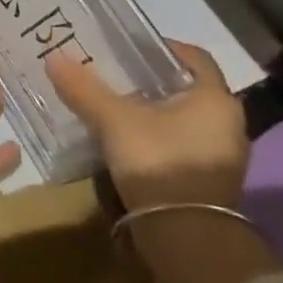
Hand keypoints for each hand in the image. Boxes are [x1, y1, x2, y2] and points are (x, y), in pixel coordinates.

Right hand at [44, 41, 247, 212]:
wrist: (185, 235)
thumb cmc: (159, 162)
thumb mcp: (114, 120)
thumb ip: (85, 88)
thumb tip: (54, 57)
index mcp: (215, 98)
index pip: (193, 57)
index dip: (160, 48)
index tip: (127, 47)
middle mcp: (228, 122)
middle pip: (185, 88)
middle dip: (149, 80)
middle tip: (112, 74)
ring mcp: (222, 154)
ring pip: (182, 117)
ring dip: (152, 110)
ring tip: (112, 105)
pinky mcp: (209, 178)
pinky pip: (180, 142)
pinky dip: (156, 135)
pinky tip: (125, 138)